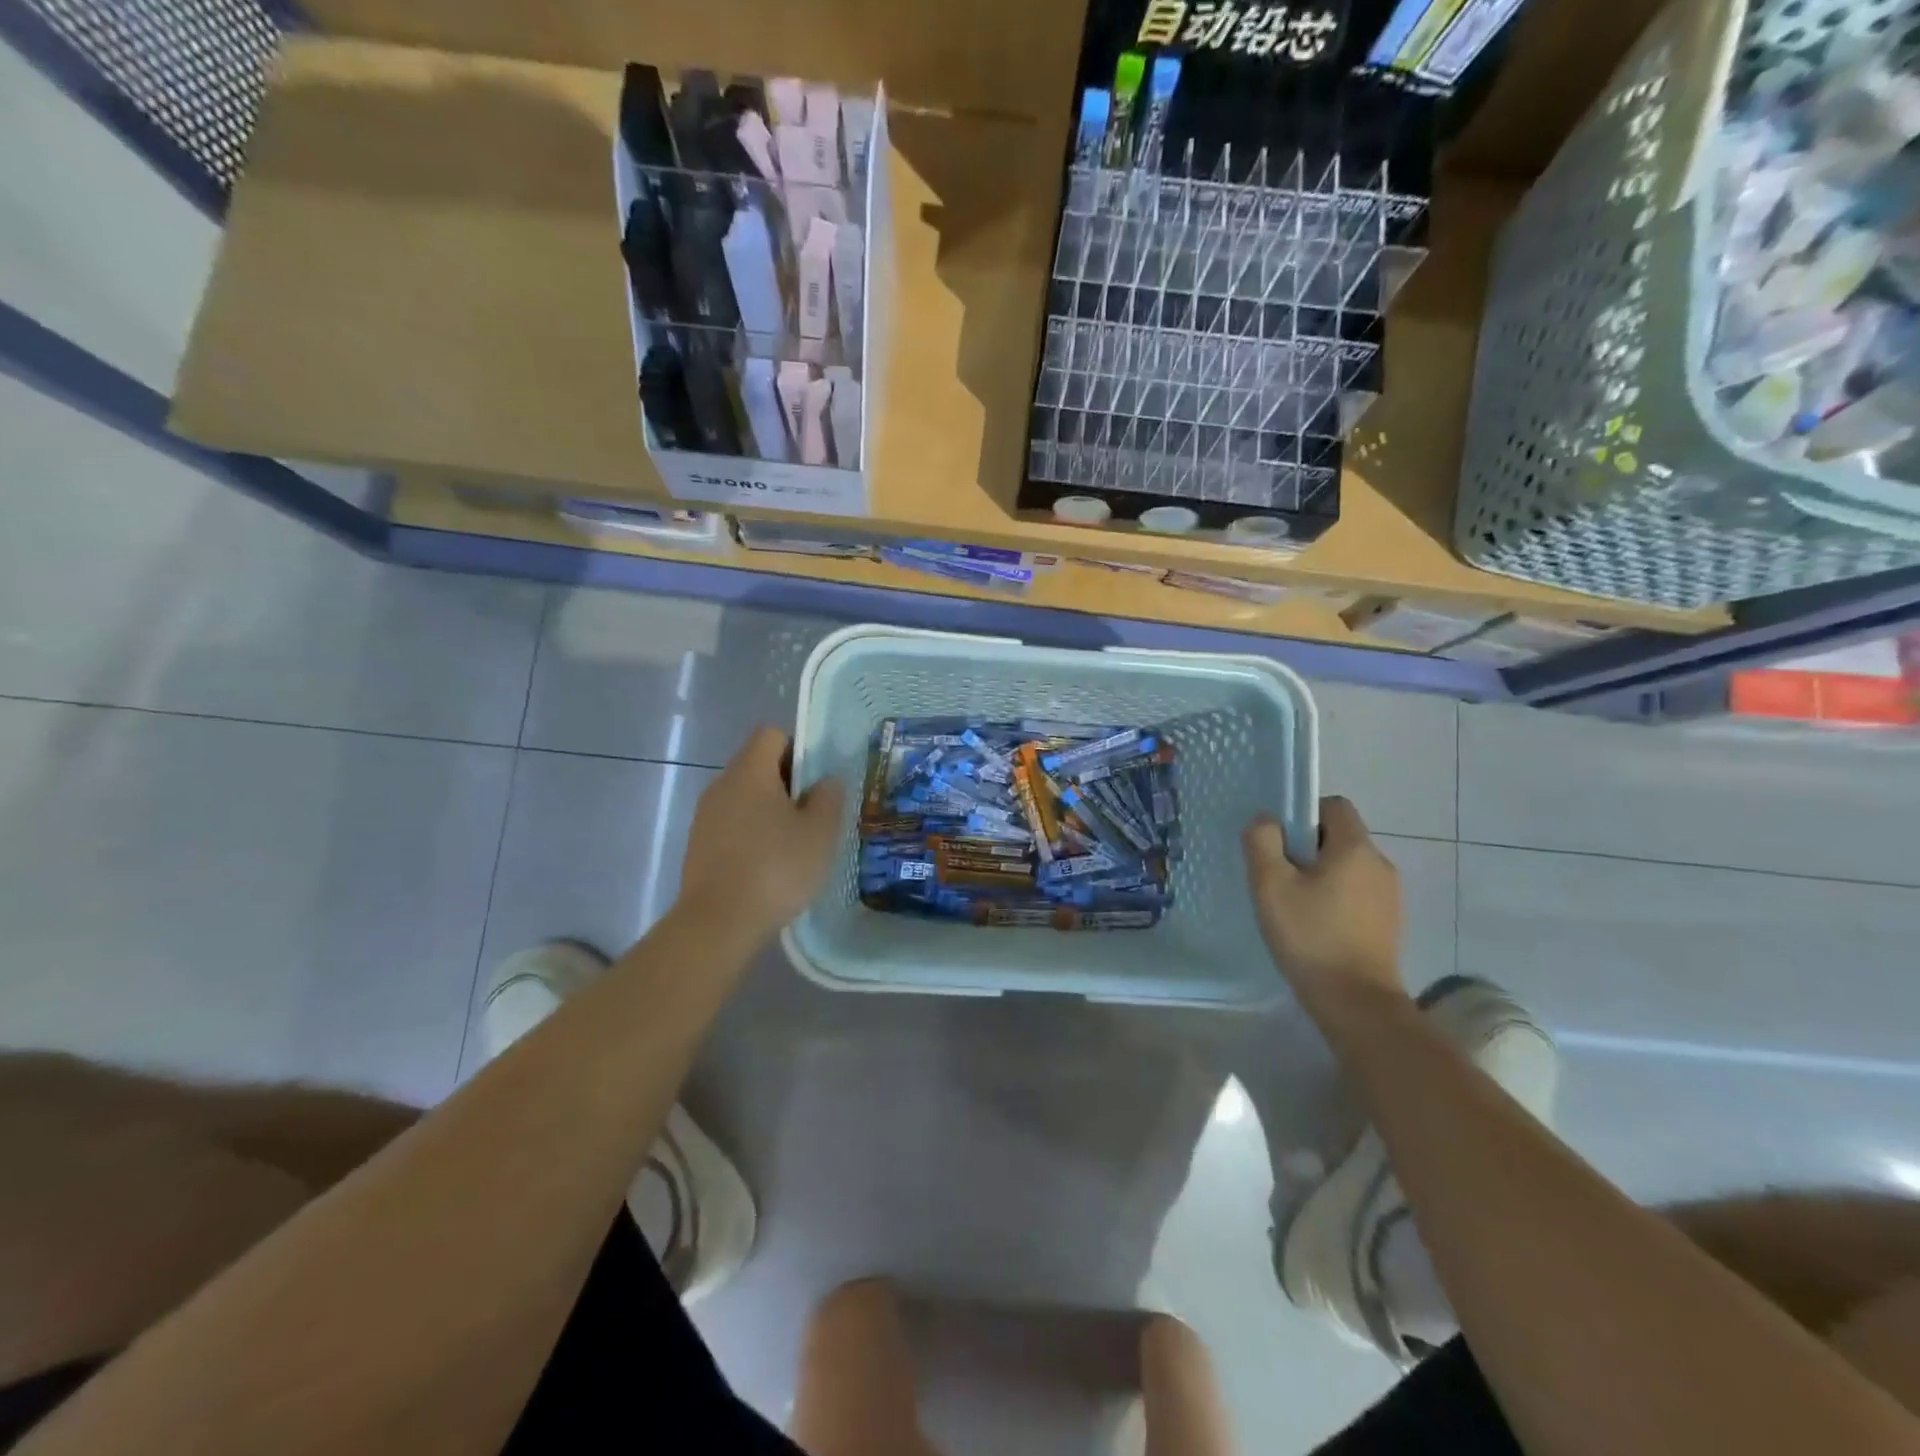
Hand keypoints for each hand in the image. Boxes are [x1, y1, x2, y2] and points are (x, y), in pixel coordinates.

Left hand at [679, 726, 845, 937]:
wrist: (718, 923)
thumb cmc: (776, 868)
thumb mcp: (819, 832)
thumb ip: (828, 797)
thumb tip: (826, 780)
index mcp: (750, 772)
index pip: (772, 734)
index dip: (798, 747)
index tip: (817, 778)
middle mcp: (722, 785)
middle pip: (757, 764)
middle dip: (787, 781)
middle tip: (814, 812)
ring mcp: (705, 816)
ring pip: (744, 796)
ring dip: (769, 809)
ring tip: (794, 841)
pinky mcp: (699, 845)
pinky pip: (732, 823)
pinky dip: (752, 832)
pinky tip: (769, 863)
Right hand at [1242, 796, 1403, 1008]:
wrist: (1356, 1002)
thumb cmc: (1310, 936)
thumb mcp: (1271, 885)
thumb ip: (1262, 842)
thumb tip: (1266, 821)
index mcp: (1356, 847)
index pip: (1333, 806)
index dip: (1303, 813)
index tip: (1279, 841)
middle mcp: (1380, 864)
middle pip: (1339, 836)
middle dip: (1307, 847)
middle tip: (1278, 875)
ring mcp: (1390, 895)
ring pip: (1347, 866)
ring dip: (1320, 875)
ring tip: (1293, 904)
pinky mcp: (1389, 922)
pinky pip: (1357, 892)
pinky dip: (1335, 898)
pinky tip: (1314, 925)